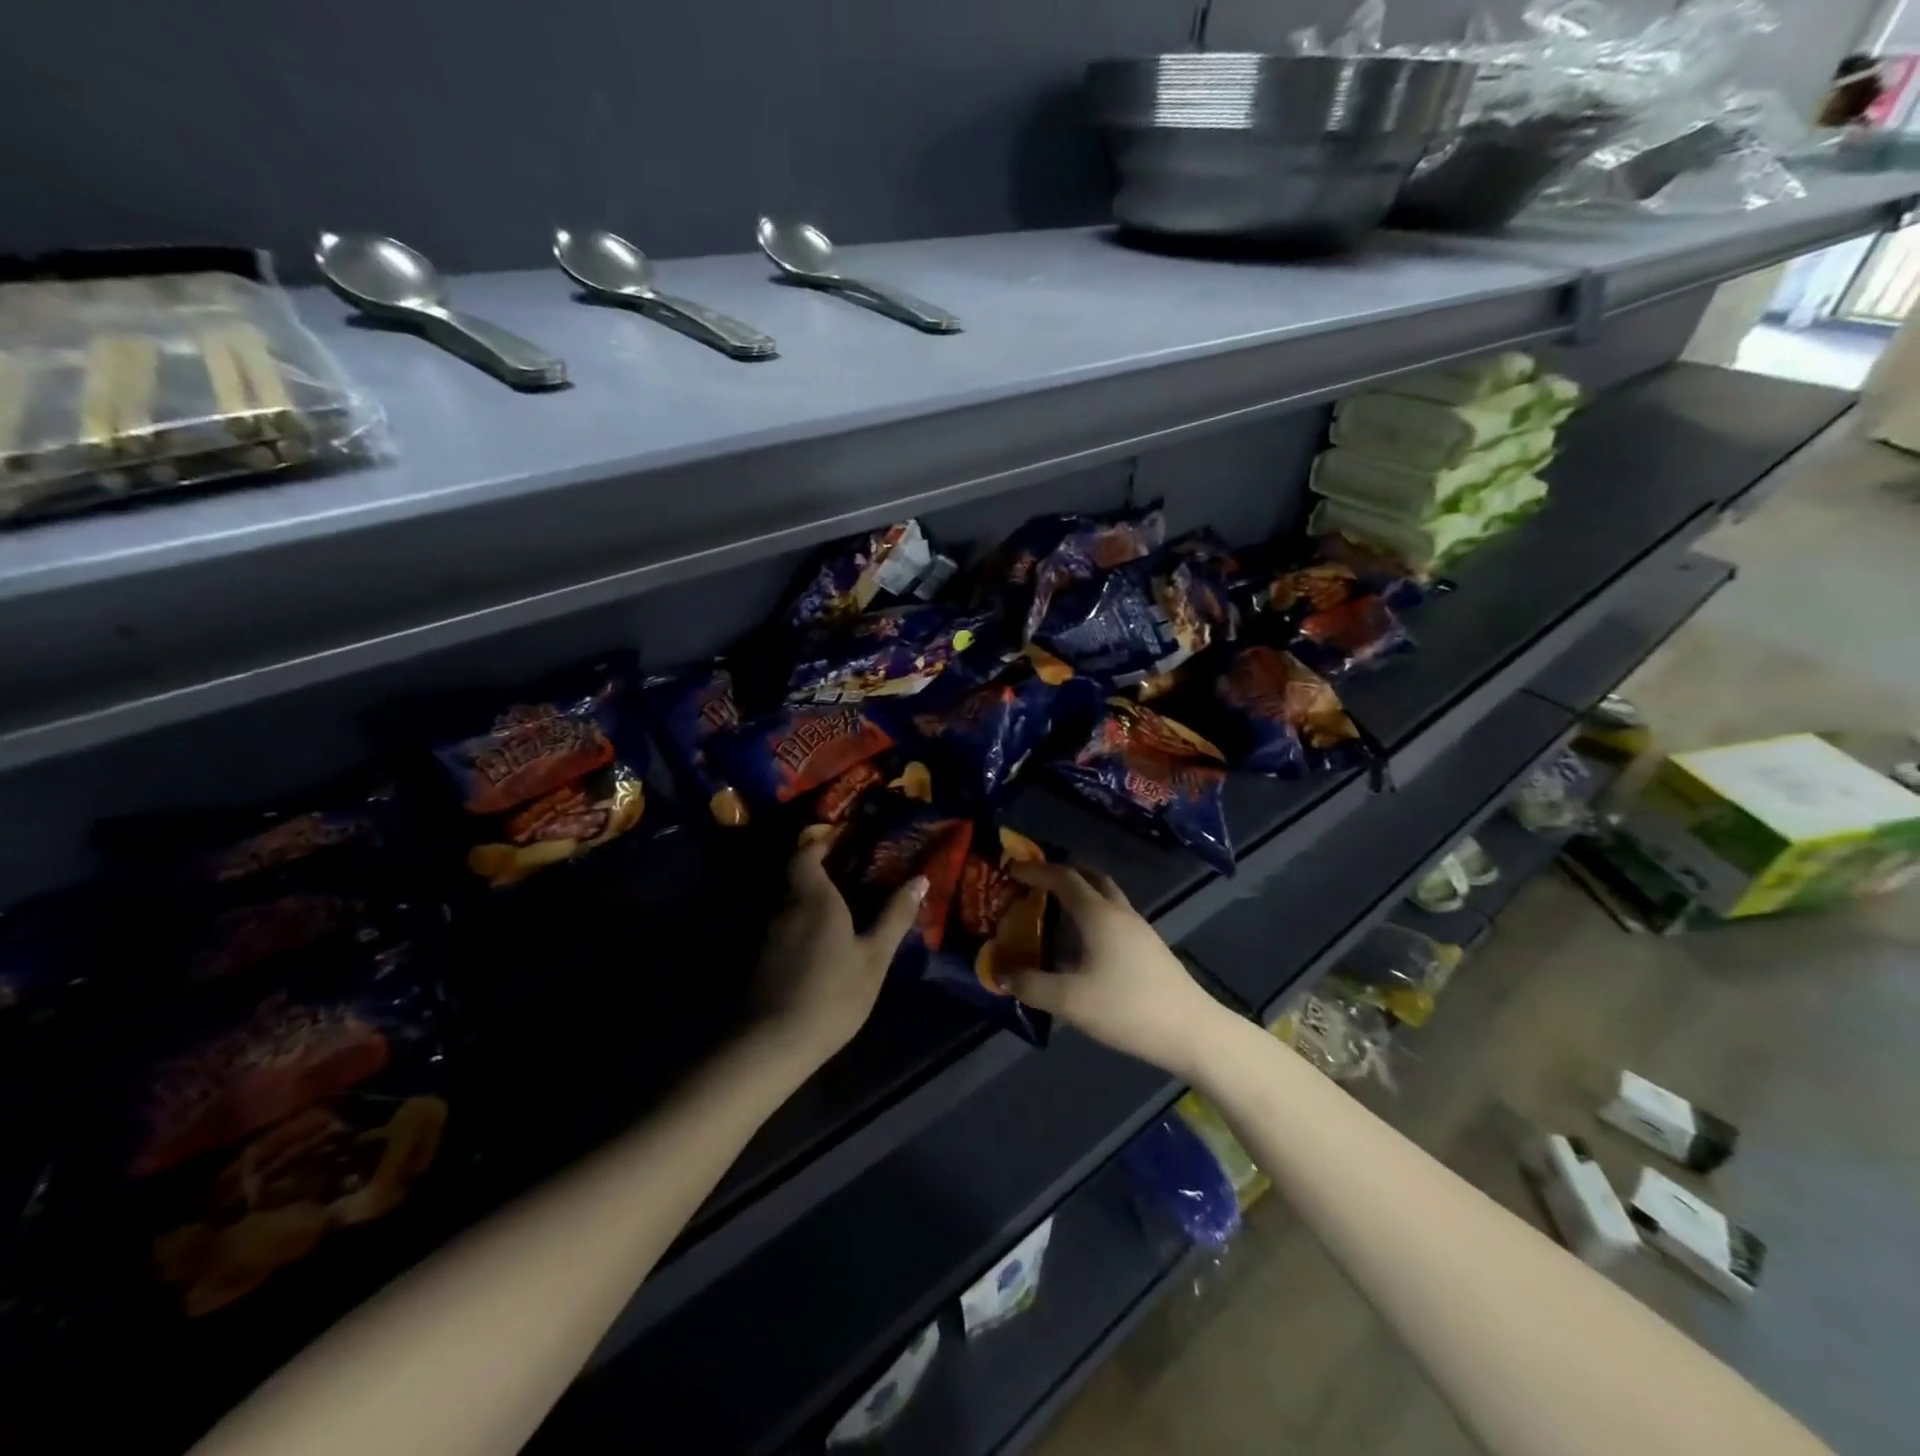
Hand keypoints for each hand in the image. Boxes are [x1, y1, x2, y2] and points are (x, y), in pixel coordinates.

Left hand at [751, 840, 927, 1066]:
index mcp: (814, 897)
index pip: (806, 853)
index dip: (821, 843)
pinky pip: (786, 927)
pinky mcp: (763, 960)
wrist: (773, 1043)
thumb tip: (920, 879)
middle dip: (822, 871)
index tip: (845, 840)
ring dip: (813, 900)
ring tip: (844, 908)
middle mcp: (786, 907)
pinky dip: (803, 925)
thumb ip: (895, 917)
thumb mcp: (874, 957)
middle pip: (798, 877)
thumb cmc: (833, 993)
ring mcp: (770, 935)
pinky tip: (823, 943)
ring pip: (791, 904)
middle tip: (854, 873)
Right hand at [999, 863, 1230, 1078]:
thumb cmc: (1128, 1009)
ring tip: (1053, 912)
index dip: (1036, 870)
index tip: (1011, 870)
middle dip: (1061, 873)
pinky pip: (1113, 917)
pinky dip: (1092, 915)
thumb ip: (1031, 985)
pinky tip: (1081, 944)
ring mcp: (1139, 930)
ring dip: (1079, 894)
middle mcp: (1119, 912)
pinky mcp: (1149, 948)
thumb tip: (1000, 972)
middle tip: (1034, 883)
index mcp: (1098, 914)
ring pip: (1105, 897)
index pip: (1063, 878)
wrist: (1193, 1032)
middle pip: (1089, 877)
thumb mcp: (1070, 1001)